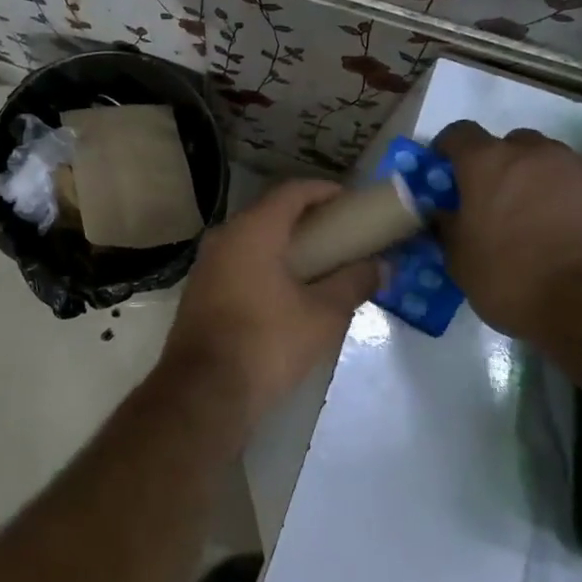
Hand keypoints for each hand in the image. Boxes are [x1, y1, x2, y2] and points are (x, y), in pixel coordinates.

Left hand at [158, 180, 379, 424]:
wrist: (204, 391)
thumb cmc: (268, 343)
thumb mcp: (323, 315)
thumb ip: (354, 282)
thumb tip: (381, 267)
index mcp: (253, 230)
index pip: (291, 191)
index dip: (323, 191)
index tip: (350, 201)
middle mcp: (224, 237)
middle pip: (270, 213)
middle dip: (306, 219)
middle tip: (340, 234)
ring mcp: (207, 264)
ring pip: (252, 239)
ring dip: (284, 243)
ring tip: (319, 262)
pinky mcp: (200, 290)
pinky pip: (238, 262)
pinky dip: (265, 263)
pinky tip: (287, 289)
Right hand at [432, 121, 581, 341]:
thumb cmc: (512, 277)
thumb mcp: (460, 260)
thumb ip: (448, 228)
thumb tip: (443, 215)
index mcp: (486, 163)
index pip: (459, 134)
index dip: (448, 149)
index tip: (443, 169)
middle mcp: (531, 153)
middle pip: (508, 144)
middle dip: (497, 164)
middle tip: (490, 198)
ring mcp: (575, 168)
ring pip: (545, 161)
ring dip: (533, 179)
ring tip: (528, 216)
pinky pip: (574, 183)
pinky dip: (563, 197)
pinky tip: (560, 229)